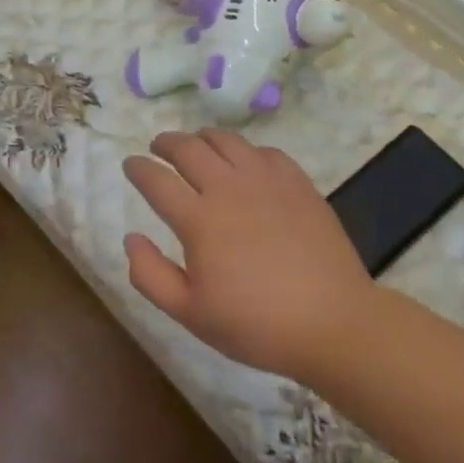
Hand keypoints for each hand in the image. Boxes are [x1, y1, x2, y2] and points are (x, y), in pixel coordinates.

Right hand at [122, 130, 372, 379]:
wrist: (333, 322)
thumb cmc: (256, 324)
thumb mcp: (190, 313)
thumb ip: (150, 275)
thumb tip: (131, 237)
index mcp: (199, 219)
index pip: (156, 180)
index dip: (138, 168)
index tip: (130, 164)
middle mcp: (229, 188)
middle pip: (188, 148)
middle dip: (166, 143)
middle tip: (157, 146)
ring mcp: (266, 181)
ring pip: (226, 140)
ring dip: (203, 137)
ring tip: (196, 144)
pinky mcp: (298, 183)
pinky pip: (265, 151)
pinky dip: (245, 150)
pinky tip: (246, 162)